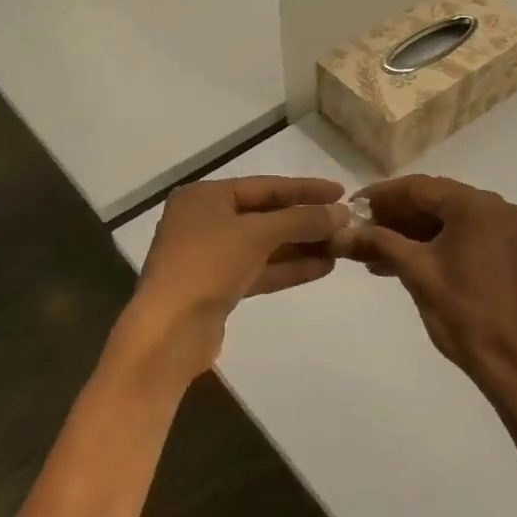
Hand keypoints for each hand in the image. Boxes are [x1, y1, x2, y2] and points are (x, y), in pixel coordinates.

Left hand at [124, 176, 346, 380]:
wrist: (169, 330)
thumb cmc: (207, 266)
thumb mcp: (257, 234)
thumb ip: (301, 219)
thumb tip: (342, 213)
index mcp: (204, 197)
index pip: (264, 186)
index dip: (304, 189)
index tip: (341, 192)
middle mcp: (204, 221)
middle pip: (264, 215)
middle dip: (305, 220)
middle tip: (346, 223)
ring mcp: (210, 257)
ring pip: (264, 245)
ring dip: (301, 246)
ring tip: (342, 247)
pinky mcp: (218, 288)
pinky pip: (259, 270)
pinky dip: (288, 268)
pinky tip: (323, 267)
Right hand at [331, 176, 516, 406]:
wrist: (514, 363)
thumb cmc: (464, 313)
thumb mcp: (416, 272)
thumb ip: (377, 243)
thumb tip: (338, 234)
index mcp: (477, 206)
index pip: (419, 188)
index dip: (380, 196)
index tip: (350, 207)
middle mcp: (497, 208)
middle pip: (434, 202)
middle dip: (393, 217)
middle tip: (357, 231)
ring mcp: (505, 231)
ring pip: (446, 222)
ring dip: (409, 234)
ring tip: (370, 253)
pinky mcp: (507, 253)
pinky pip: (462, 238)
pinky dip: (431, 246)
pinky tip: (396, 263)